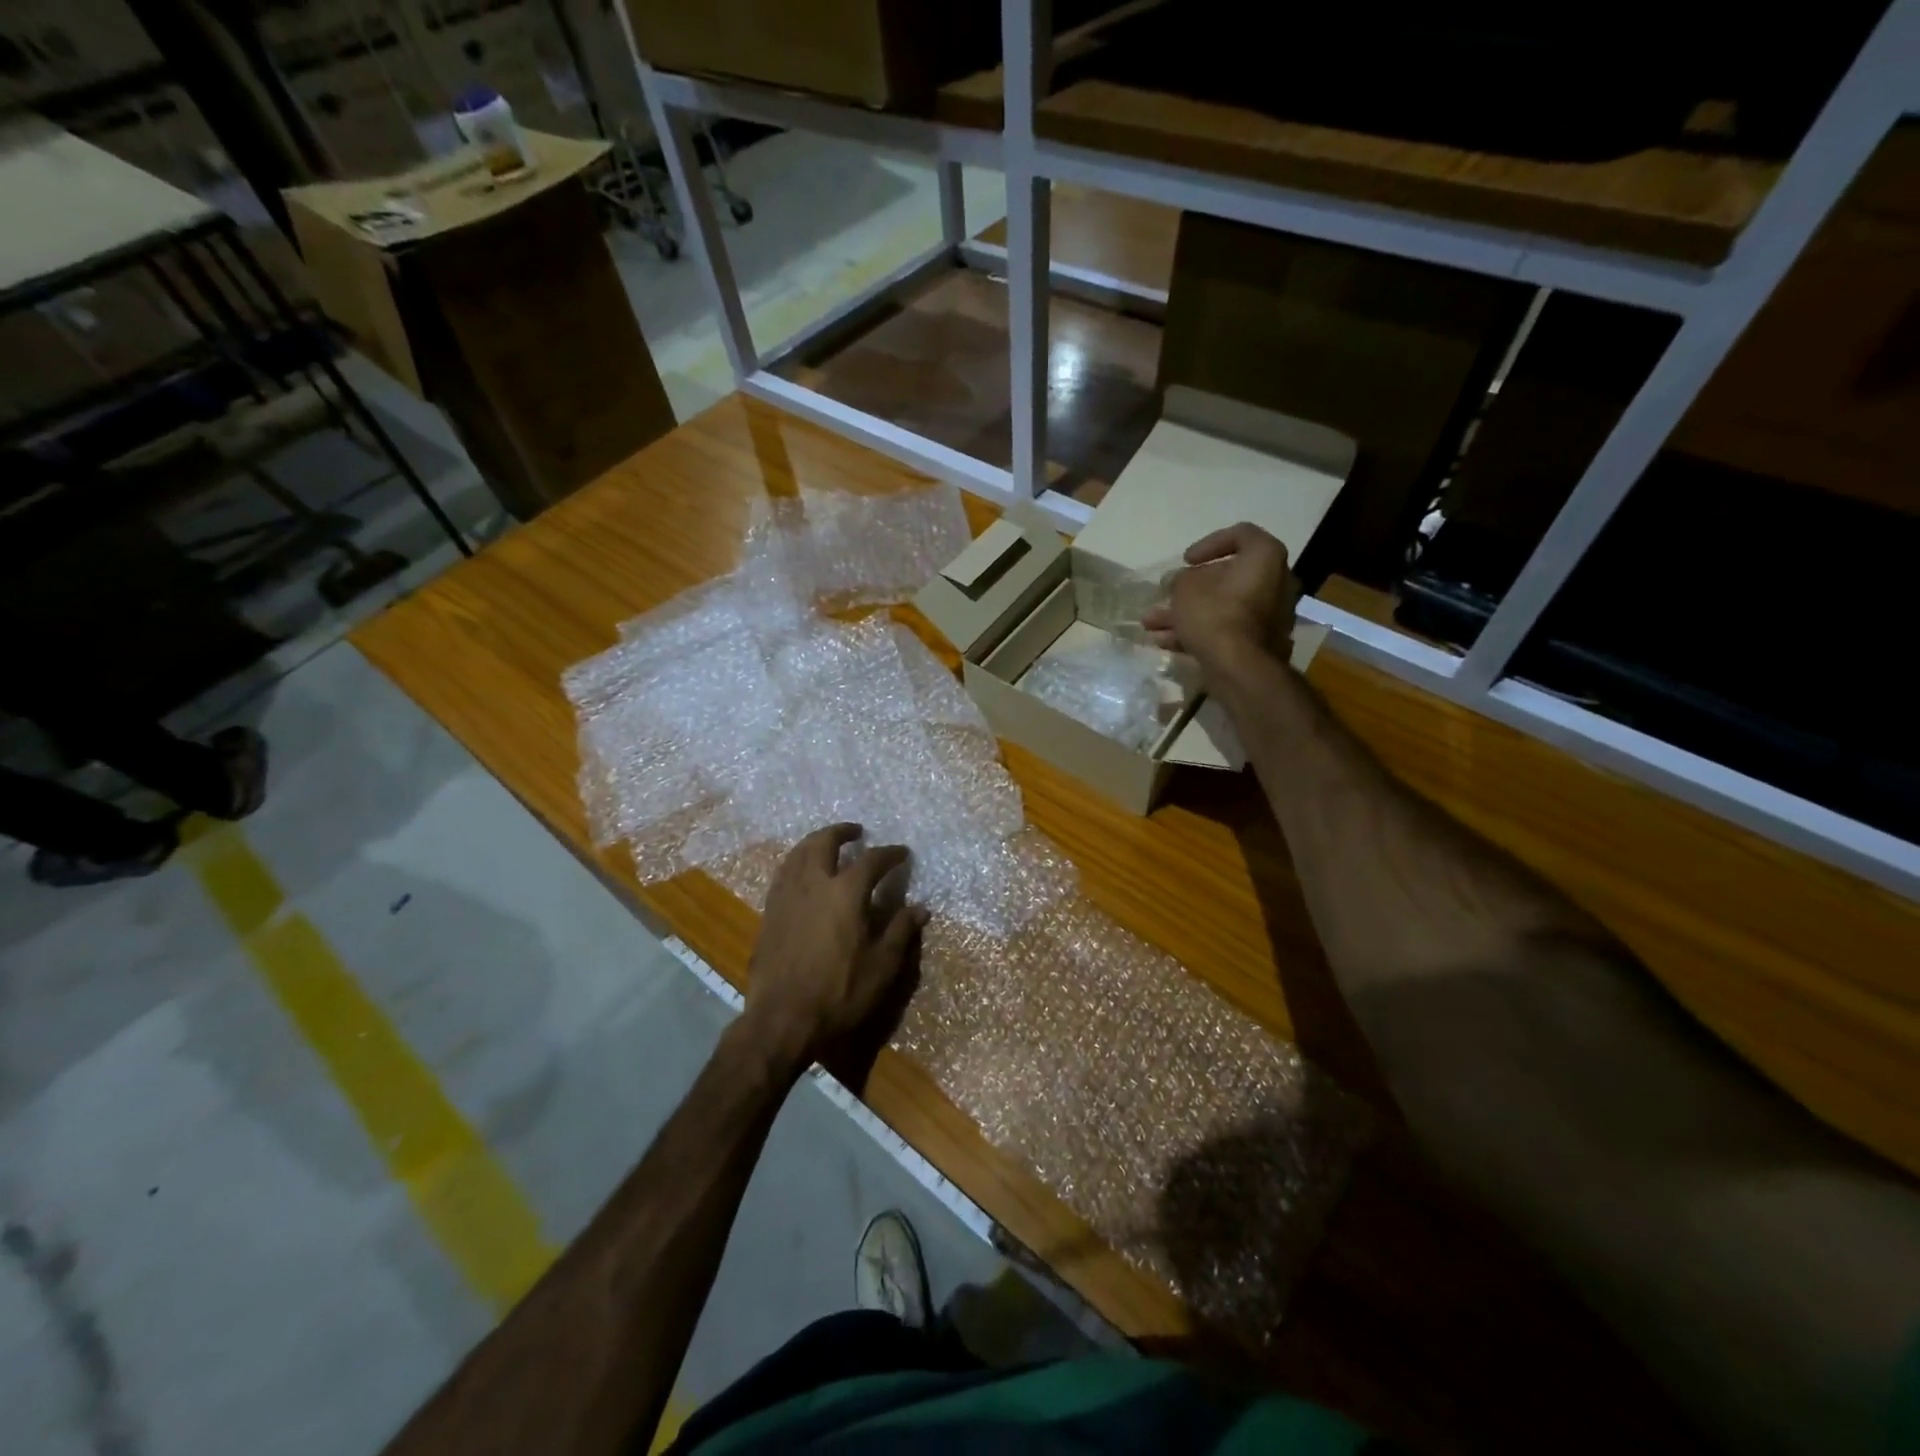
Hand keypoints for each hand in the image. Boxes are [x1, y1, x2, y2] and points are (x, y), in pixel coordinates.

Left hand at [740, 823, 927, 1076]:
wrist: (782, 1019)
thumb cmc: (839, 993)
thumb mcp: (882, 966)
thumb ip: (900, 931)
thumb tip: (920, 908)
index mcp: (846, 893)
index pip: (872, 860)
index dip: (890, 854)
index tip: (902, 852)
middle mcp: (814, 884)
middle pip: (824, 843)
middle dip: (841, 832)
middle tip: (856, 831)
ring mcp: (786, 896)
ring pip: (798, 853)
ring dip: (815, 842)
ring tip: (827, 844)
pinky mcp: (769, 912)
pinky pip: (783, 873)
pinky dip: (797, 862)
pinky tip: (802, 873)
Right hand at [1140, 523, 1298, 679]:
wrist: (1240, 667)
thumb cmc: (1215, 614)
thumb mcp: (1185, 588)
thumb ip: (1180, 579)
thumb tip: (1179, 582)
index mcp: (1265, 557)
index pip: (1241, 535)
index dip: (1209, 544)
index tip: (1186, 561)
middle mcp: (1276, 582)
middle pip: (1227, 578)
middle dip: (1189, 589)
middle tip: (1165, 594)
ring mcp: (1270, 615)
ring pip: (1222, 607)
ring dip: (1186, 613)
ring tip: (1151, 624)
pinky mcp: (1260, 642)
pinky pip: (1227, 629)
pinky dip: (1199, 632)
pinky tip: (1165, 643)